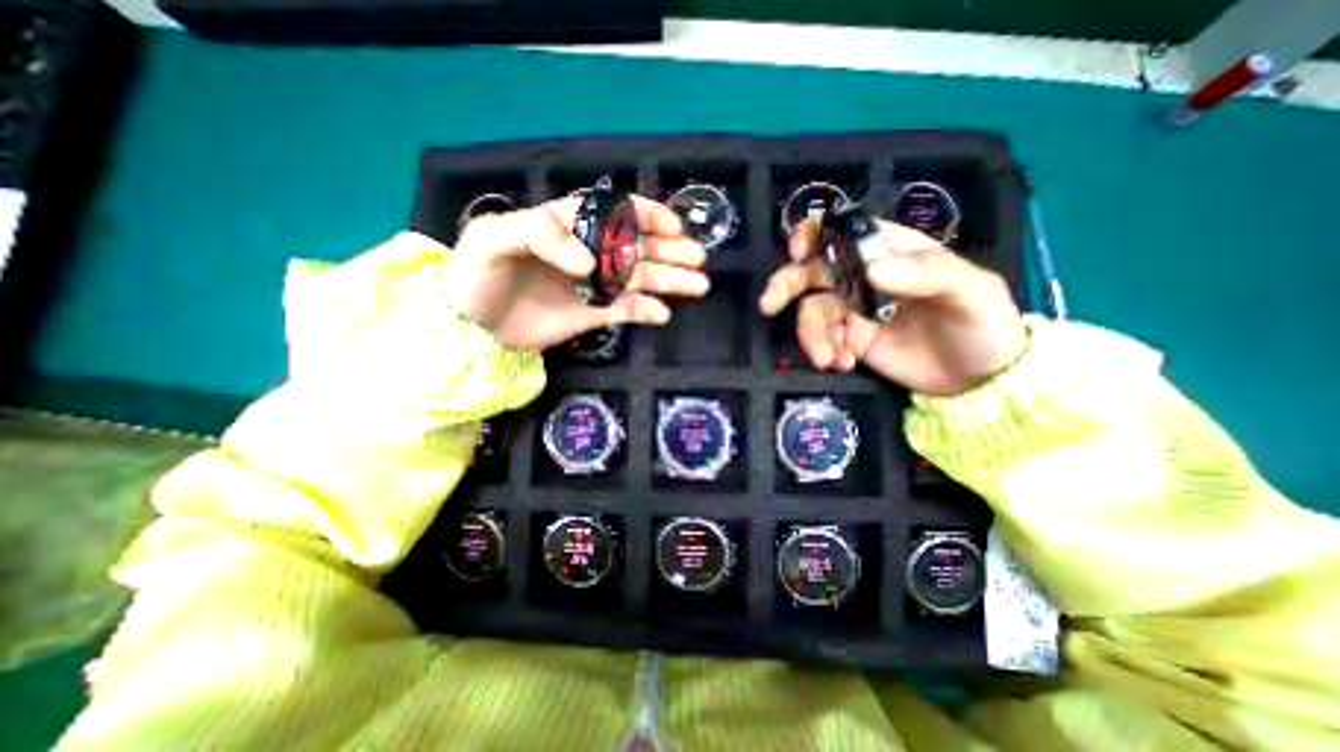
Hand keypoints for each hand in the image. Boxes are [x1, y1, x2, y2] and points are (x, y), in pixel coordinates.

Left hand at [445, 194, 709, 348]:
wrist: (471, 327)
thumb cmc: (477, 274)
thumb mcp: (494, 238)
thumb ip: (540, 233)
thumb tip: (590, 263)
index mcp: (569, 226)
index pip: (615, 213)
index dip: (647, 216)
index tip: (673, 226)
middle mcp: (589, 254)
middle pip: (637, 247)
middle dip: (670, 250)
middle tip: (698, 258)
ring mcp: (594, 286)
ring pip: (640, 279)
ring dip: (670, 280)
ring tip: (698, 284)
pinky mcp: (593, 314)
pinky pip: (627, 310)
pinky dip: (647, 311)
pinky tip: (664, 315)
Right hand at [759, 218, 1028, 396]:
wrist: (980, 379)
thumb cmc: (982, 323)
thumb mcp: (971, 291)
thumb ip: (926, 273)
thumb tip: (871, 269)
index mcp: (892, 251)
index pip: (845, 231)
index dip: (815, 235)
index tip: (798, 251)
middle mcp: (865, 276)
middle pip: (813, 270)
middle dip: (787, 284)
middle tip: (769, 304)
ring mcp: (854, 309)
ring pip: (812, 311)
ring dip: (812, 335)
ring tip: (829, 360)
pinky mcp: (850, 339)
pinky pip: (823, 339)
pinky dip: (825, 351)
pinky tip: (843, 365)